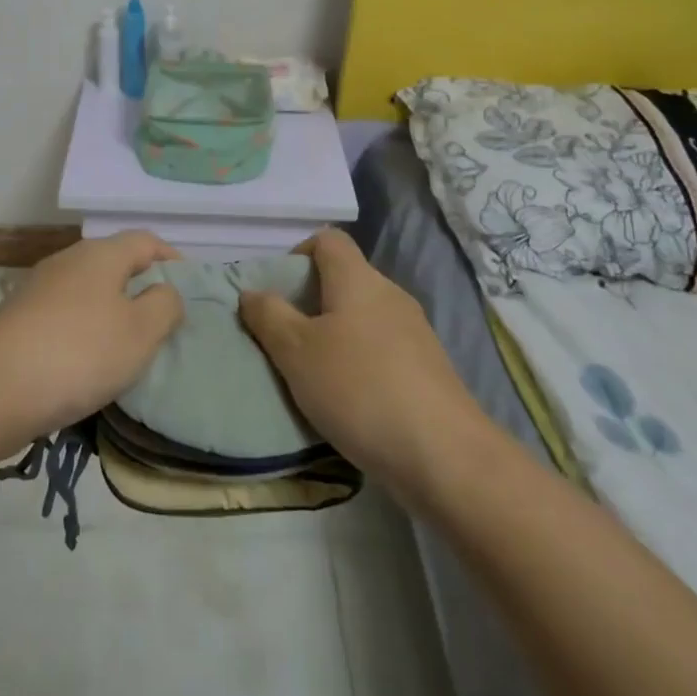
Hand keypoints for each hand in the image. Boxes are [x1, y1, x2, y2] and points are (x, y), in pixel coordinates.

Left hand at [0, 230, 184, 443]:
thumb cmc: (80, 353)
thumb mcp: (141, 332)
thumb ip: (165, 306)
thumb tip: (164, 292)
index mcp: (101, 254)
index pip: (146, 241)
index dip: (171, 260)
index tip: (188, 289)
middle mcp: (67, 260)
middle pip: (114, 263)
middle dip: (140, 288)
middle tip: (161, 323)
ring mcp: (37, 288)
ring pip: (87, 291)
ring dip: (109, 312)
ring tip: (125, 348)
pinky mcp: (17, 318)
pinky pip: (63, 316)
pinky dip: (82, 331)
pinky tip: (84, 364)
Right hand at [240, 228, 485, 506]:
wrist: (445, 455)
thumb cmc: (359, 388)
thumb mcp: (296, 352)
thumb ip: (269, 317)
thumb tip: (251, 292)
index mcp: (358, 279)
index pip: (328, 240)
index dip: (299, 253)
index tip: (280, 291)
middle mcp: (390, 295)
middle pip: (346, 278)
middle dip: (313, 301)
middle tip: (288, 338)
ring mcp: (415, 332)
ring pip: (364, 317)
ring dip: (336, 335)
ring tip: (314, 374)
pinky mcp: (429, 369)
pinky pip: (384, 348)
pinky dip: (362, 361)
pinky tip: (351, 400)